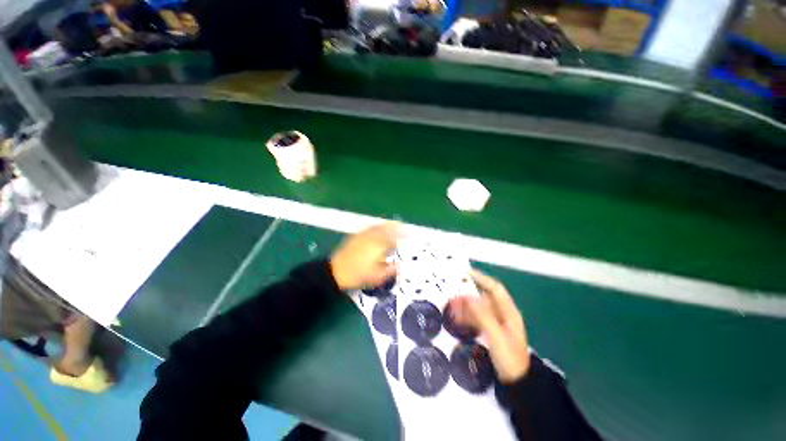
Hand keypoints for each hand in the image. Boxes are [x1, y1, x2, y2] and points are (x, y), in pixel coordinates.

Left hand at [330, 222, 398, 290]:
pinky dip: (377, 227)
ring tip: (394, 225)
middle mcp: (372, 237)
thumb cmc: (358, 275)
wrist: (336, 271)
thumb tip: (400, 266)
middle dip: (396, 227)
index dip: (402, 236)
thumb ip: (390, 270)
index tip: (408, 236)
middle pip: (387, 228)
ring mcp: (363, 235)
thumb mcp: (377, 277)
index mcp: (379, 246)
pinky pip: (370, 228)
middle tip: (403, 227)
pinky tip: (379, 229)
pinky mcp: (356, 236)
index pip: (394, 238)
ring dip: (387, 225)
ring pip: (378, 226)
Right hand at [449, 270, 529, 382]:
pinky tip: (457, 319)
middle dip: (467, 297)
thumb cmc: (510, 358)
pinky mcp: (491, 331)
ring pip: (478, 309)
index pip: (495, 288)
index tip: (467, 273)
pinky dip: (467, 317)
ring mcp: (496, 323)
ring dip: (465, 307)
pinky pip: (477, 319)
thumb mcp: (496, 336)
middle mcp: (502, 314)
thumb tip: (468, 297)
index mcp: (509, 312)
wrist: (516, 383)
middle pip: (483, 299)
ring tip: (451, 308)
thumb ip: (482, 316)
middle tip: (452, 297)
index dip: (482, 279)